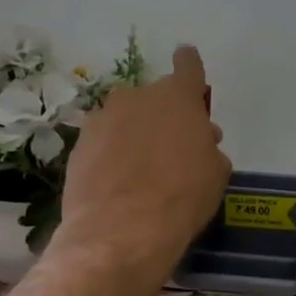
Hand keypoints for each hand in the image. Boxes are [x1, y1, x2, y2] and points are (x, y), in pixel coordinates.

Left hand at [55, 45, 230, 276]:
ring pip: (125, 117)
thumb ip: (208, 147)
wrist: (121, 230)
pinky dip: (111, 153)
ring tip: (141, 167)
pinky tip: (118, 180)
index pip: (188, 65)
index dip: (190, 66)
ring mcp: (103, 118)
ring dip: (134, 132)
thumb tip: (201, 142)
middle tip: (172, 147)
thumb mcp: (215, 173)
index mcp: (178, 97)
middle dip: (164, 115)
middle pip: (155, 97)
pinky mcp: (79, 144)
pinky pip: (103, 140)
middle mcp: (138, 97)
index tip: (189, 69)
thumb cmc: (182, 197)